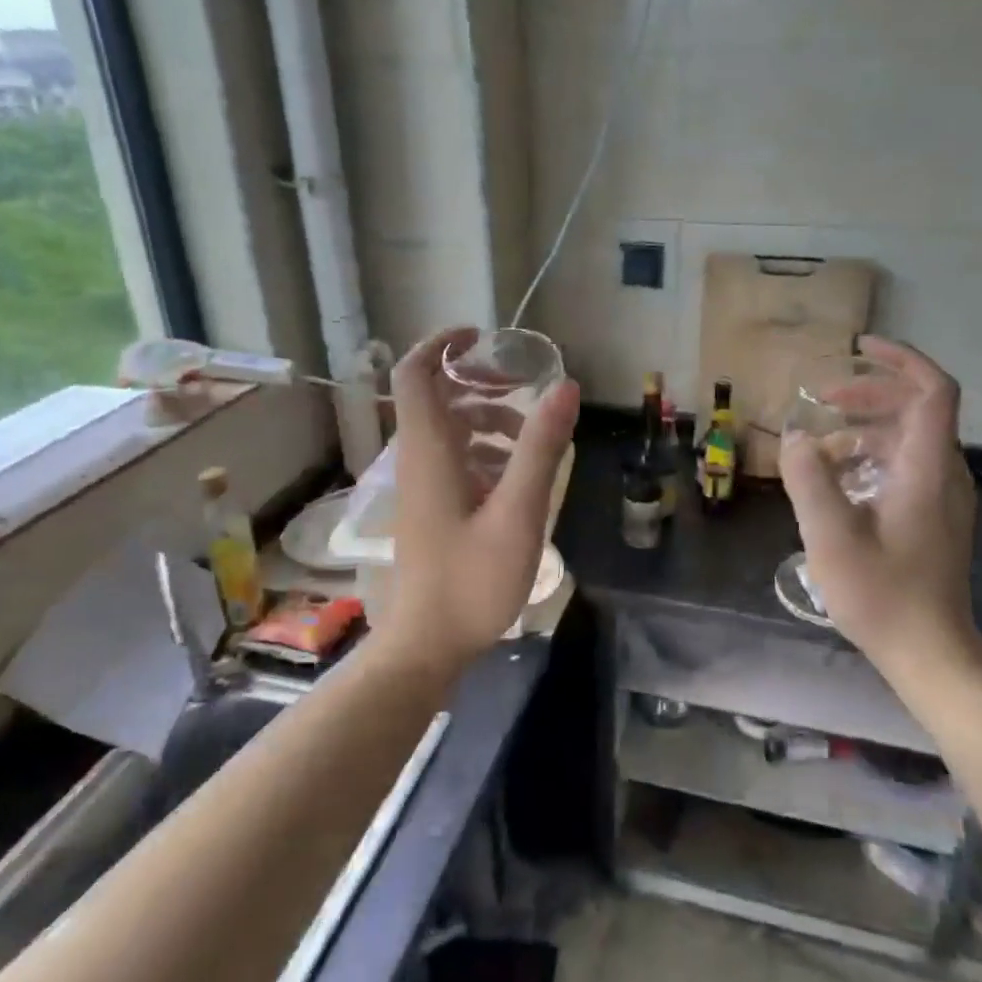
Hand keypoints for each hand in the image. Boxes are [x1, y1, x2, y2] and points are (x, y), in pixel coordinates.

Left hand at [386, 327, 579, 663]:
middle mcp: (419, 459)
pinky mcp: (431, 509)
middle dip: (479, 385)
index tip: (480, 336)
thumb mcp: (518, 513)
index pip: (415, 374)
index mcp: (430, 451)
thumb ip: (540, 448)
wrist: (427, 646)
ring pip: (450, 431)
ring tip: (530, 441)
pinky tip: (517, 479)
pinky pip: (455, 461)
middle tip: (522, 388)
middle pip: (437, 398)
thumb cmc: (471, 580)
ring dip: (488, 422)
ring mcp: (422, 487)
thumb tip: (566, 387)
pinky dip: (485, 454)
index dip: (441, 344)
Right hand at [778, 339, 980, 680]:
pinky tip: (836, 482)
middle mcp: (943, 474)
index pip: (932, 392)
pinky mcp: (933, 517)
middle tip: (820, 401)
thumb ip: (809, 479)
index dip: (901, 360)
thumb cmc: (882, 594)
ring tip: (818, 445)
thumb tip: (795, 437)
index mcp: (927, 469)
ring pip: (907, 439)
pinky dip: (869, 458)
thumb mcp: (830, 535)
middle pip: (915, 410)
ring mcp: (942, 497)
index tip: (859, 348)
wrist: (929, 653)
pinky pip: (904, 466)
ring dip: (863, 429)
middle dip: (867, 395)